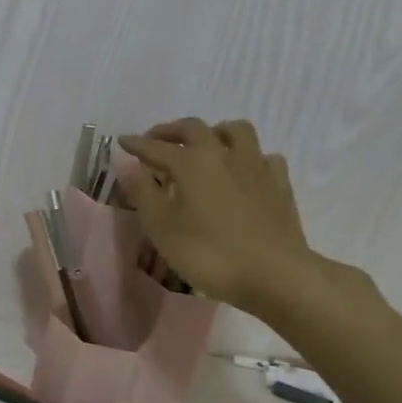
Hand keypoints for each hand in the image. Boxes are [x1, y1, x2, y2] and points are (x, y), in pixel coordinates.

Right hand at [119, 118, 315, 318]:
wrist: (274, 274)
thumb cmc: (208, 253)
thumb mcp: (162, 228)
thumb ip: (143, 194)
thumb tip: (129, 168)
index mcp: (191, 162)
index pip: (156, 147)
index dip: (136, 144)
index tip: (122, 140)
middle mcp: (222, 154)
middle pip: (194, 129)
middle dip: (170, 131)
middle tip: (156, 139)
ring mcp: (255, 166)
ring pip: (235, 131)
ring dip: (214, 132)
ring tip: (204, 144)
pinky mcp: (279, 183)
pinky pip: (263, 156)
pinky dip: (248, 156)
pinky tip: (243, 170)